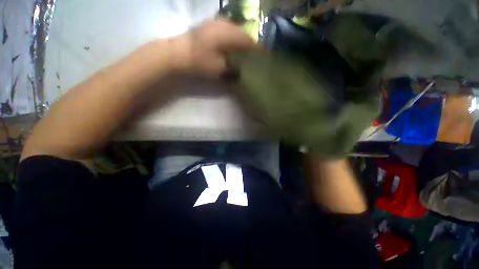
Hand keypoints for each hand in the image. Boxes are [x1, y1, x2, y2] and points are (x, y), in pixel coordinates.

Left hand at [169, 19, 255, 76]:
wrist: (178, 54)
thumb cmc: (201, 62)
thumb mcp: (220, 70)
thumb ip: (234, 70)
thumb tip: (244, 73)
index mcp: (229, 33)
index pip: (249, 40)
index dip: (256, 50)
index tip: (260, 58)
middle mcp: (224, 23)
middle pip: (243, 33)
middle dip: (248, 45)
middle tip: (252, 56)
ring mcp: (215, 22)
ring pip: (234, 30)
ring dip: (239, 41)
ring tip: (242, 52)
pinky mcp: (208, 25)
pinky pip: (225, 29)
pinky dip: (230, 38)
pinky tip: (229, 46)